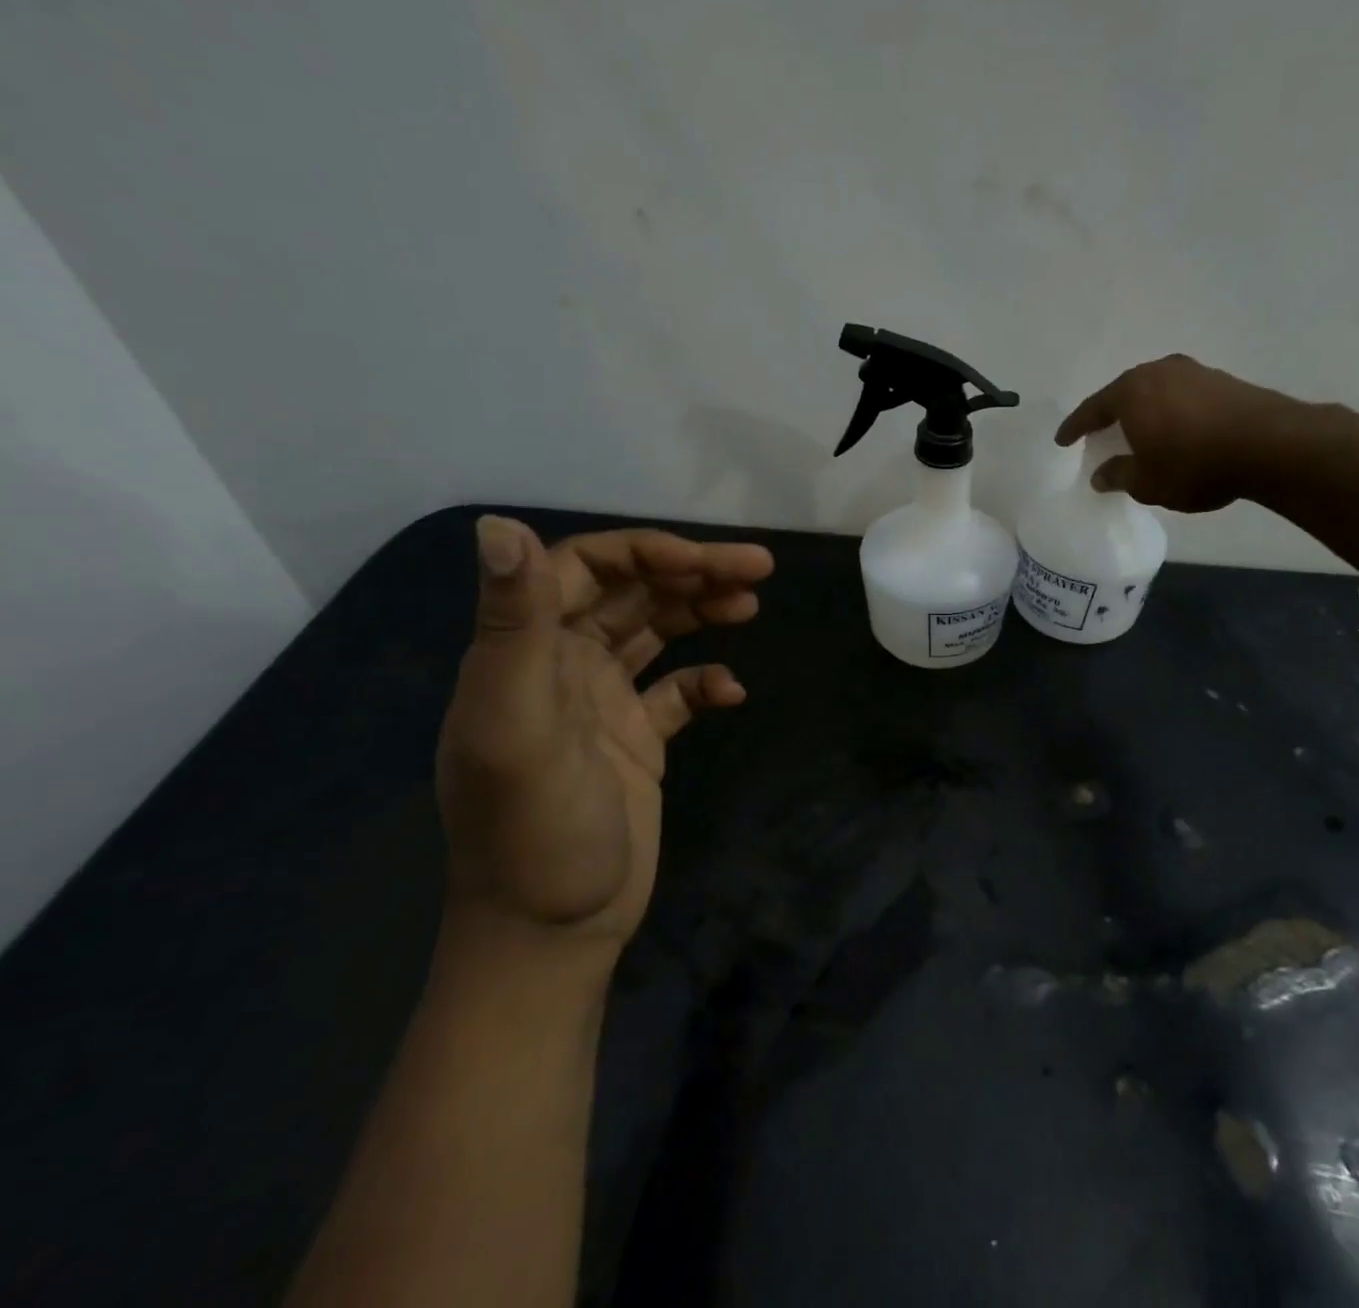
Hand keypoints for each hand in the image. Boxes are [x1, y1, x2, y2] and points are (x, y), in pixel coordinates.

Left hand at [434, 516, 772, 954]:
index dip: (644, 553)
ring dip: (702, 611)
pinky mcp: (638, 739)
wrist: (553, 932)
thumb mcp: (516, 726)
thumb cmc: (532, 830)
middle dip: (692, 572)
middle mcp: (563, 666)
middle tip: (759, 567)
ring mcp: (603, 702)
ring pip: (657, 632)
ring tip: (752, 604)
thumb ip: (512, 627)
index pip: (583, 568)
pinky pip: (677, 691)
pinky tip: (731, 692)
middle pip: (631, 593)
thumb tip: (498, 525)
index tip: (705, 562)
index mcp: (526, 653)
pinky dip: (705, 682)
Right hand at [1056, 354, 1309, 510]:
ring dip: (1144, 410)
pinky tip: (1177, 430)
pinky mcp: (1223, 380)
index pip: (1093, 408)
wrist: (1269, 445)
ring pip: (1156, 390)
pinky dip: (1172, 411)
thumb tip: (1100, 475)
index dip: (1075, 427)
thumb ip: (1119, 475)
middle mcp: (1159, 372)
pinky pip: (1182, 395)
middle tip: (1100, 433)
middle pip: (1124, 392)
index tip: (1062, 439)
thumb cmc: (1194, 465)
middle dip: (1110, 413)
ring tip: (1139, 431)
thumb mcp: (1147, 482)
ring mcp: (1194, 372)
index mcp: (1132, 392)